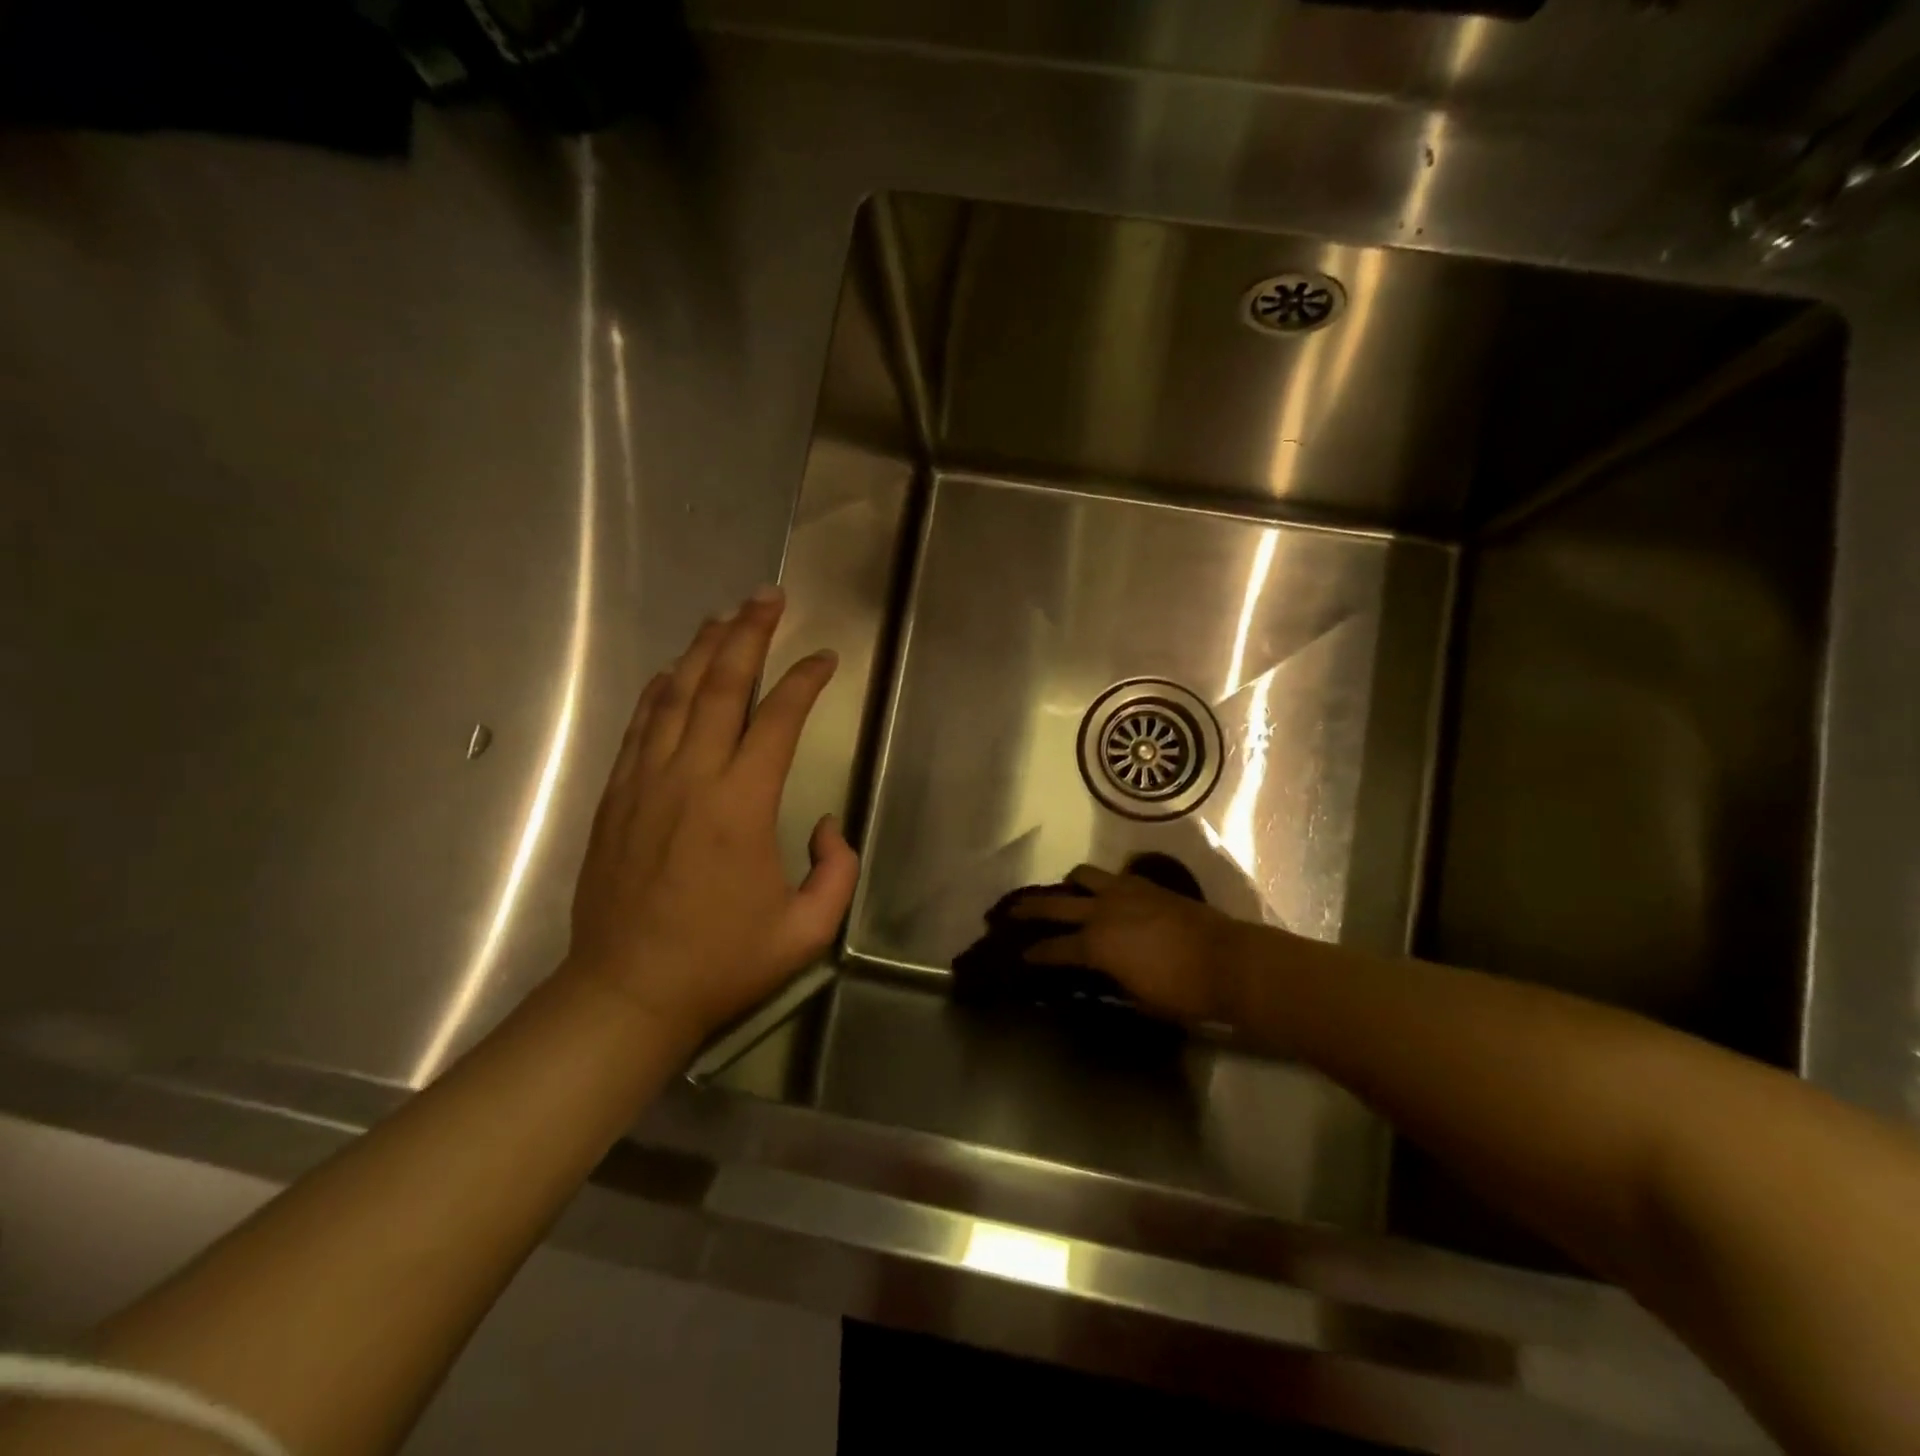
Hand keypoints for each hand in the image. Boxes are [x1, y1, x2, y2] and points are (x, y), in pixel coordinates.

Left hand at [565, 586, 857, 1046]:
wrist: (626, 993)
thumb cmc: (721, 963)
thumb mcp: (806, 931)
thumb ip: (836, 870)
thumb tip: (824, 824)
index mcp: (741, 805)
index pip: (778, 719)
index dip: (805, 680)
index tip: (826, 657)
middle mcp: (691, 778)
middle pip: (720, 685)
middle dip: (748, 634)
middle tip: (768, 597)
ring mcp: (646, 782)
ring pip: (674, 696)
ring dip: (702, 650)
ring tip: (725, 616)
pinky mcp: (618, 796)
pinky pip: (640, 726)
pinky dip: (659, 690)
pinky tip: (674, 670)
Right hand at [1010, 864, 1247, 1025]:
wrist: (1228, 961)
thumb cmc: (1182, 991)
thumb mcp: (1138, 999)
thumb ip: (1111, 984)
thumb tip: (1098, 978)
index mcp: (1096, 945)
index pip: (1053, 948)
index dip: (1034, 954)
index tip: (1019, 956)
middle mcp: (1102, 911)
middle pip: (1055, 903)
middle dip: (1029, 908)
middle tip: (1010, 911)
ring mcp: (1125, 892)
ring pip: (1083, 876)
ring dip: (1069, 885)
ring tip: (1065, 892)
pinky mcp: (1147, 885)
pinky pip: (1114, 877)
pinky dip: (1102, 884)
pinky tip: (1106, 894)